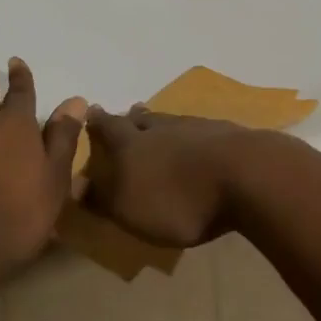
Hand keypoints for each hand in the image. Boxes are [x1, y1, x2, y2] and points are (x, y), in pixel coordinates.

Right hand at [82, 104, 280, 247]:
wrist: (245, 177)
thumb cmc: (179, 199)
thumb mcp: (130, 209)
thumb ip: (102, 197)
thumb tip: (75, 184)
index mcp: (132, 144)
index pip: (108, 127)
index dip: (97, 122)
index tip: (90, 111)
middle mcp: (161, 129)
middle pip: (142, 120)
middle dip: (131, 119)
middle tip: (126, 115)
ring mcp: (197, 128)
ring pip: (172, 122)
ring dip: (162, 124)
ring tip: (158, 125)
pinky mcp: (228, 135)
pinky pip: (202, 131)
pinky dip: (194, 134)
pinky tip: (200, 139)